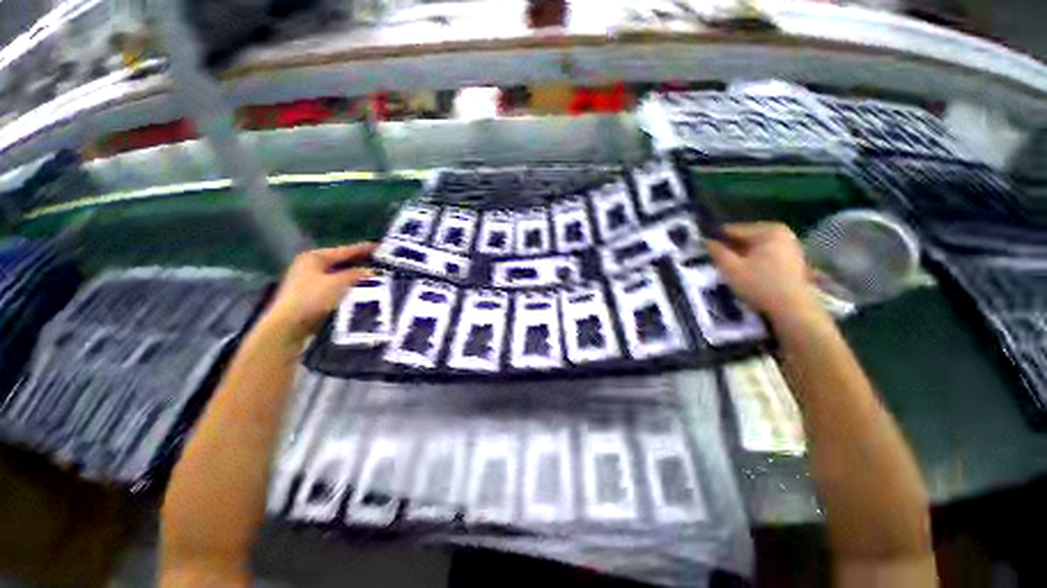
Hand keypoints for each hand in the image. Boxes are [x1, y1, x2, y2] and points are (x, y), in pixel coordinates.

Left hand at [263, 243, 376, 343]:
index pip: (345, 250)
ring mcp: (310, 281)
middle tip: (382, 262)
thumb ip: (357, 274)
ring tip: (377, 276)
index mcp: (314, 257)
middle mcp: (310, 266)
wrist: (289, 326)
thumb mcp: (338, 283)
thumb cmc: (312, 299)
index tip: (382, 247)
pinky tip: (362, 289)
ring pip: (340, 275)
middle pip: (342, 261)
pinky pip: (337, 286)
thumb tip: (373, 271)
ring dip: (356, 276)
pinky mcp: (313, 296)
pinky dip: (349, 286)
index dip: (364, 248)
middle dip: (361, 263)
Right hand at [706, 223, 818, 321]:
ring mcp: (790, 245)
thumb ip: (716, 252)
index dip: (715, 239)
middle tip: (714, 260)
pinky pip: (765, 254)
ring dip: (741, 255)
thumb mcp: (731, 268)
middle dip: (730, 247)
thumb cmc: (760, 285)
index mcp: (767, 230)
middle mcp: (781, 232)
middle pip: (745, 237)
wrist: (792, 308)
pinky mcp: (792, 259)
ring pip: (755, 246)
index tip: (702, 248)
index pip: (733, 229)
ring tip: (728, 267)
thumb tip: (706, 241)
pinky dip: (753, 260)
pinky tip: (745, 272)